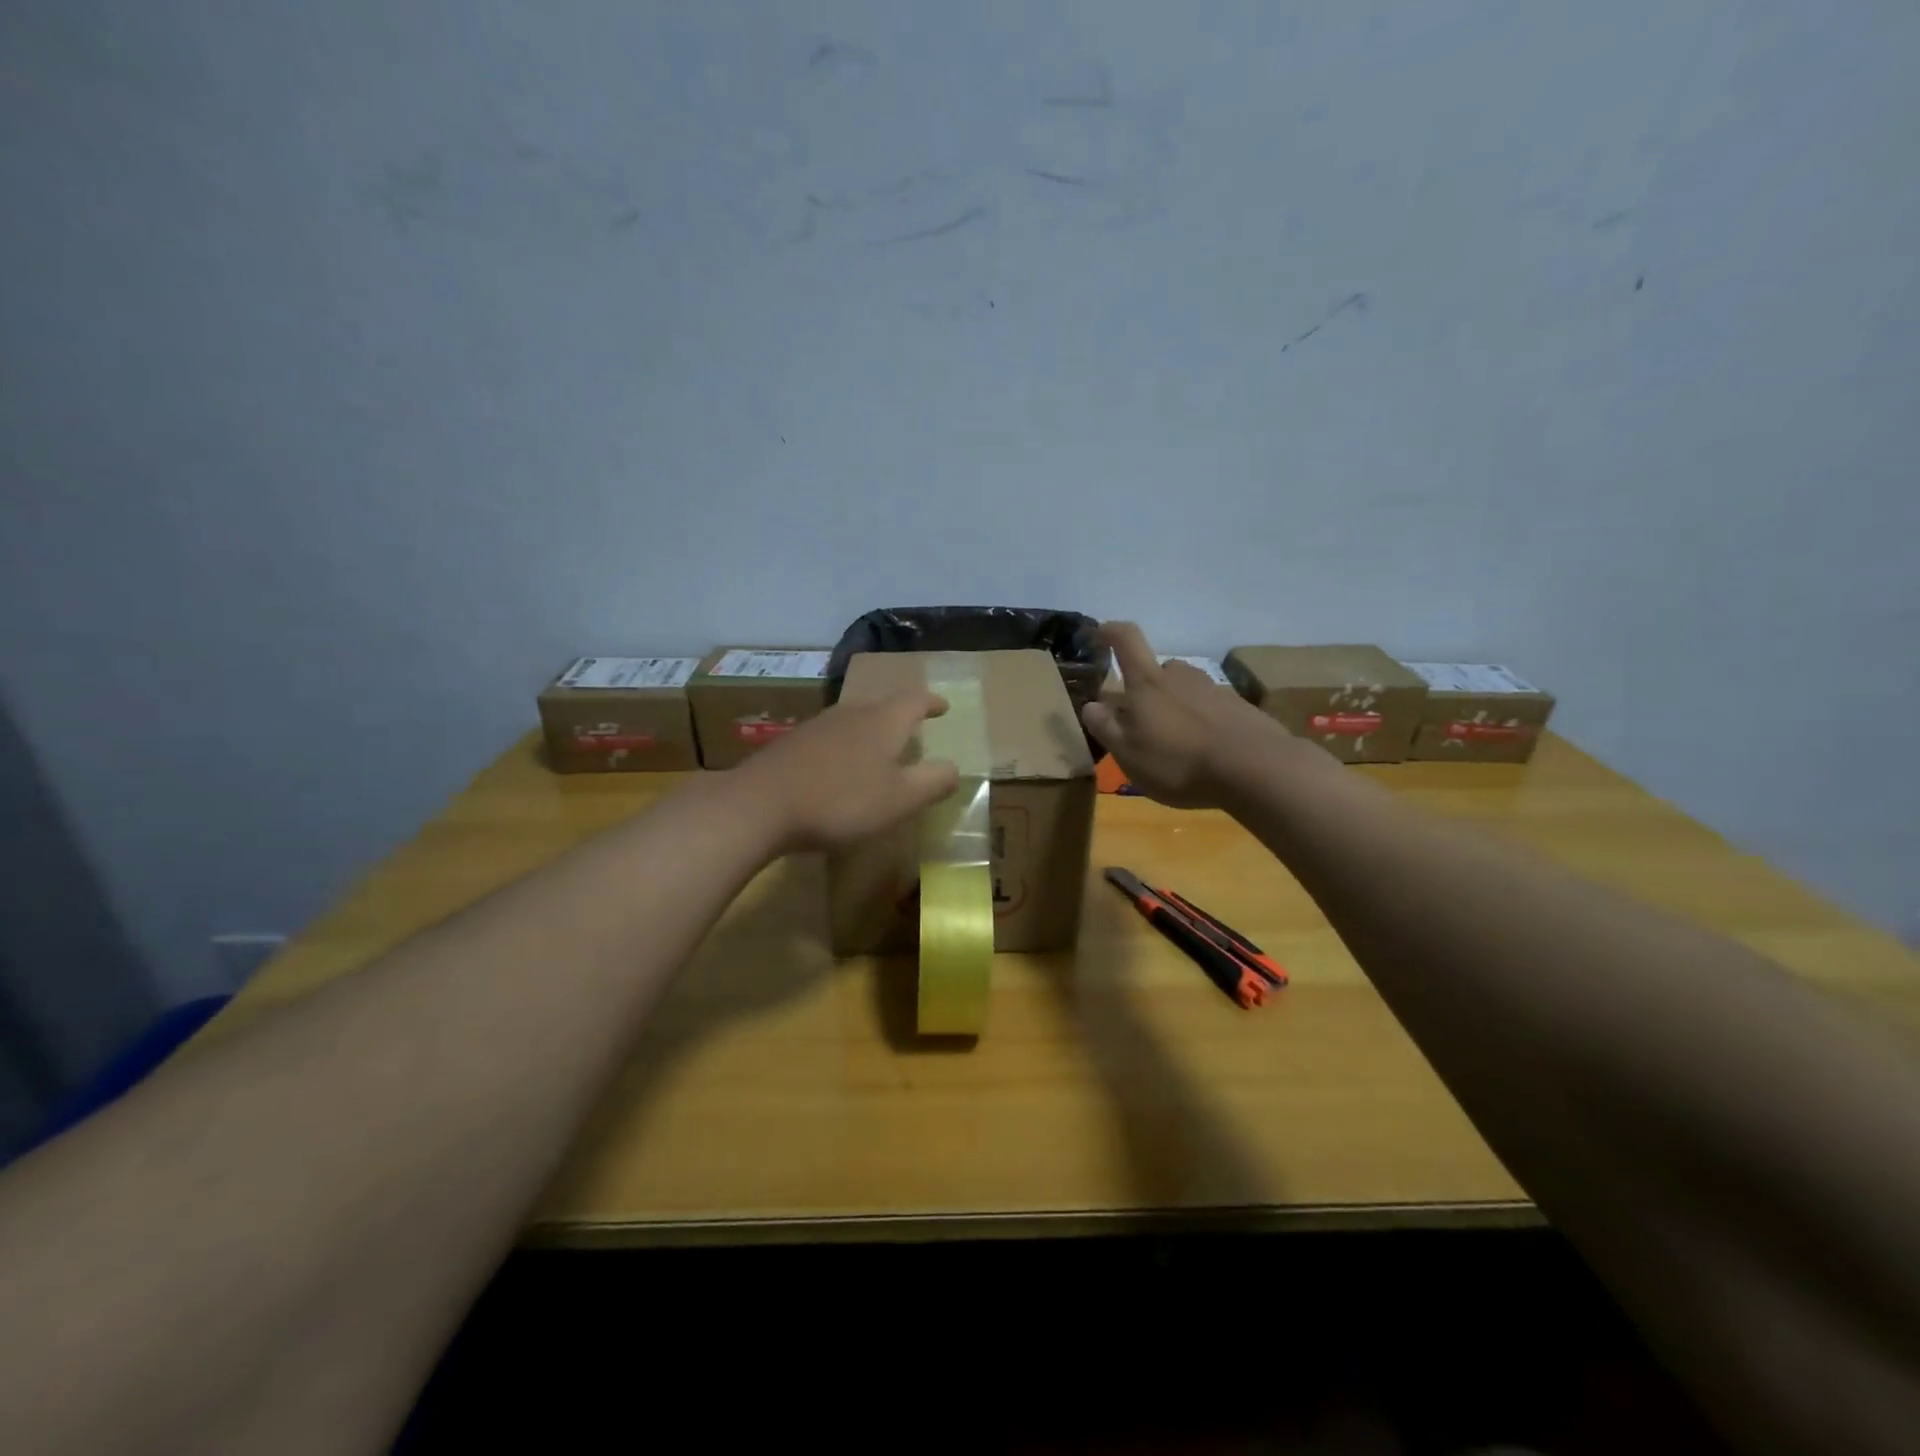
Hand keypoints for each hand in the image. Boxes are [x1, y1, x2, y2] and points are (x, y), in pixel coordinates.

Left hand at [738, 689, 959, 852]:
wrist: (761, 805)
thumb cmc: (842, 801)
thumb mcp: (900, 799)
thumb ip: (932, 782)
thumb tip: (954, 767)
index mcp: (883, 721)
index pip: (915, 700)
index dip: (932, 703)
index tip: (943, 707)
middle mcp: (851, 713)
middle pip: (882, 707)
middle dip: (900, 717)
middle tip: (914, 730)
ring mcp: (818, 726)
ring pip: (854, 721)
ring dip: (871, 732)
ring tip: (879, 751)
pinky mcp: (792, 744)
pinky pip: (830, 739)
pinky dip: (845, 748)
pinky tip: (839, 770)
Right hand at [1081, 623, 1291, 807]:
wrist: (1255, 769)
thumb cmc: (1178, 762)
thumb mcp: (1129, 754)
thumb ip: (1106, 728)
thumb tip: (1091, 705)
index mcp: (1148, 683)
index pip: (1127, 640)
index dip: (1111, 631)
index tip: (1100, 631)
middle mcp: (1181, 676)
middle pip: (1160, 672)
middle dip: (1149, 689)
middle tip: (1144, 721)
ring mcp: (1215, 689)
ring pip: (1187, 691)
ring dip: (1178, 708)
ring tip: (1178, 743)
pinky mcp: (1241, 708)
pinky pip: (1213, 709)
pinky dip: (1204, 723)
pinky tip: (1207, 752)